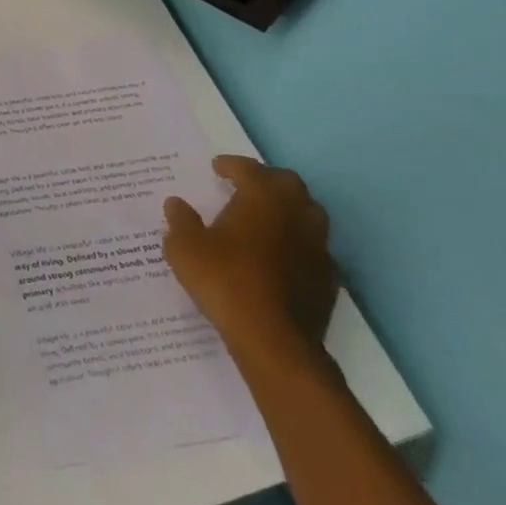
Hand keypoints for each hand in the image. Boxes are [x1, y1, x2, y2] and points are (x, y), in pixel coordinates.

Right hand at [163, 156, 338, 367]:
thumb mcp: (184, 247)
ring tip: (265, 219)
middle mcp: (295, 216)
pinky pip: (315, 248)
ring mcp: (318, 248)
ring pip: (310, 214)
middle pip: (289, 184)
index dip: (232, 165)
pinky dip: (298, 243)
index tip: (217, 167)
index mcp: (262, 199)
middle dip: (267, 180)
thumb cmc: (224, 281)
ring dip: (289, 209)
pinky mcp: (328, 279)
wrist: (273, 339)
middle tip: (245, 186)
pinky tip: (281, 256)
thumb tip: (176, 203)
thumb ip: (180, 221)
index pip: (250, 169)